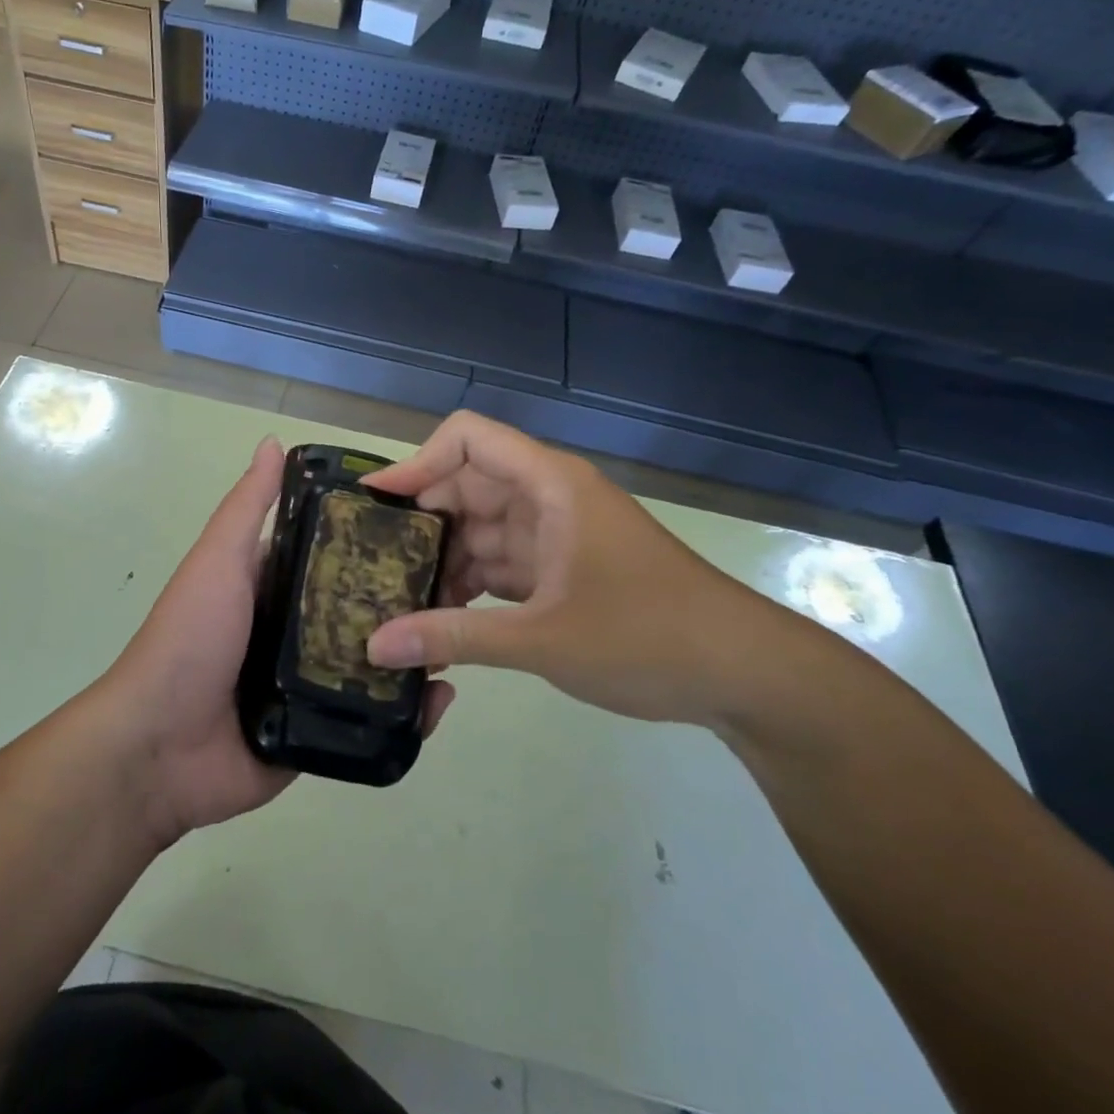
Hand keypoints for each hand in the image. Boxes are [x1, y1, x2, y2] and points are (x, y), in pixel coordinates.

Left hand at [100, 437, 457, 846]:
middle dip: (404, 601)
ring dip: (413, 653)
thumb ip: (248, 508)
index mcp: (273, 590)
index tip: (426, 526)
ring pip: (372, 664)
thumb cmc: (190, 639)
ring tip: (460, 638)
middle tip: (460, 586)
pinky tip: (441, 699)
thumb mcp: (218, 561)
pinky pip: (369, 721)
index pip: (333, 557)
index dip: (374, 541)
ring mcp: (308, 686)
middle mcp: (295, 633)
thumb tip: (273, 441)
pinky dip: (404, 713)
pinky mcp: (319, 733)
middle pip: (360, 611)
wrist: (158, 748)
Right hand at [361, 412, 803, 729]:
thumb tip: (374, 646)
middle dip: (420, 523)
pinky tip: (437, 620)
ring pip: (480, 530)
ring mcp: (557, 535)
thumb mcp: (542, 638)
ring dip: (443, 561)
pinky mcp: (563, 571)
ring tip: (393, 599)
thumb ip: (454, 637)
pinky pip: (501, 564)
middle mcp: (548, 498)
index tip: (374, 506)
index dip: (417, 462)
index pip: (468, 439)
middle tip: (368, 564)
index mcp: (549, 485)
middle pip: (466, 486)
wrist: (745, 675)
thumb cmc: (648, 636)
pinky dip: (470, 586)